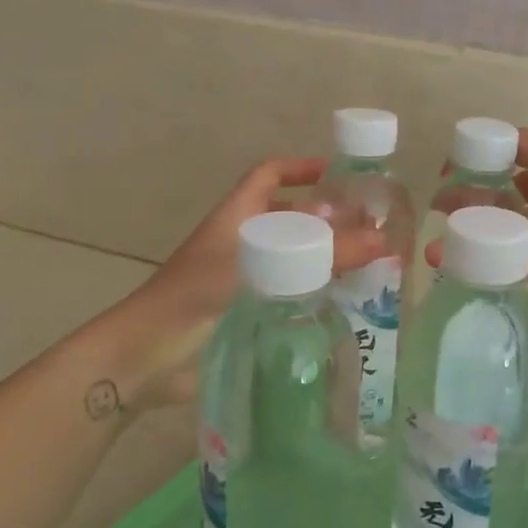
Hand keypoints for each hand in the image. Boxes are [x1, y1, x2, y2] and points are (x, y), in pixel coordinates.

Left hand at [93, 158, 386, 411]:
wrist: (146, 360)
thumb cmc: (195, 298)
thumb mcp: (259, 268)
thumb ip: (319, 254)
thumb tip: (382, 240)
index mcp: (236, 217)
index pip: (270, 175)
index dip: (302, 167)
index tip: (342, 174)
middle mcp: (242, 243)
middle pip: (290, 217)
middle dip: (328, 218)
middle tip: (374, 228)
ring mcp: (246, 280)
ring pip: (294, 258)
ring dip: (326, 258)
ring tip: (372, 267)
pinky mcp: (250, 314)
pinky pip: (291, 294)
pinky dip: (316, 294)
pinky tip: (347, 306)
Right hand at [430, 130, 527, 314]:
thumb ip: (493, 220)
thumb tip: (447, 209)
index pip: (504, 141)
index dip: (472, 157)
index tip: (446, 184)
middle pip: (516, 178)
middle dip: (484, 200)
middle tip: (455, 225)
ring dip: (508, 230)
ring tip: (477, 253)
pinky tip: (514, 273)